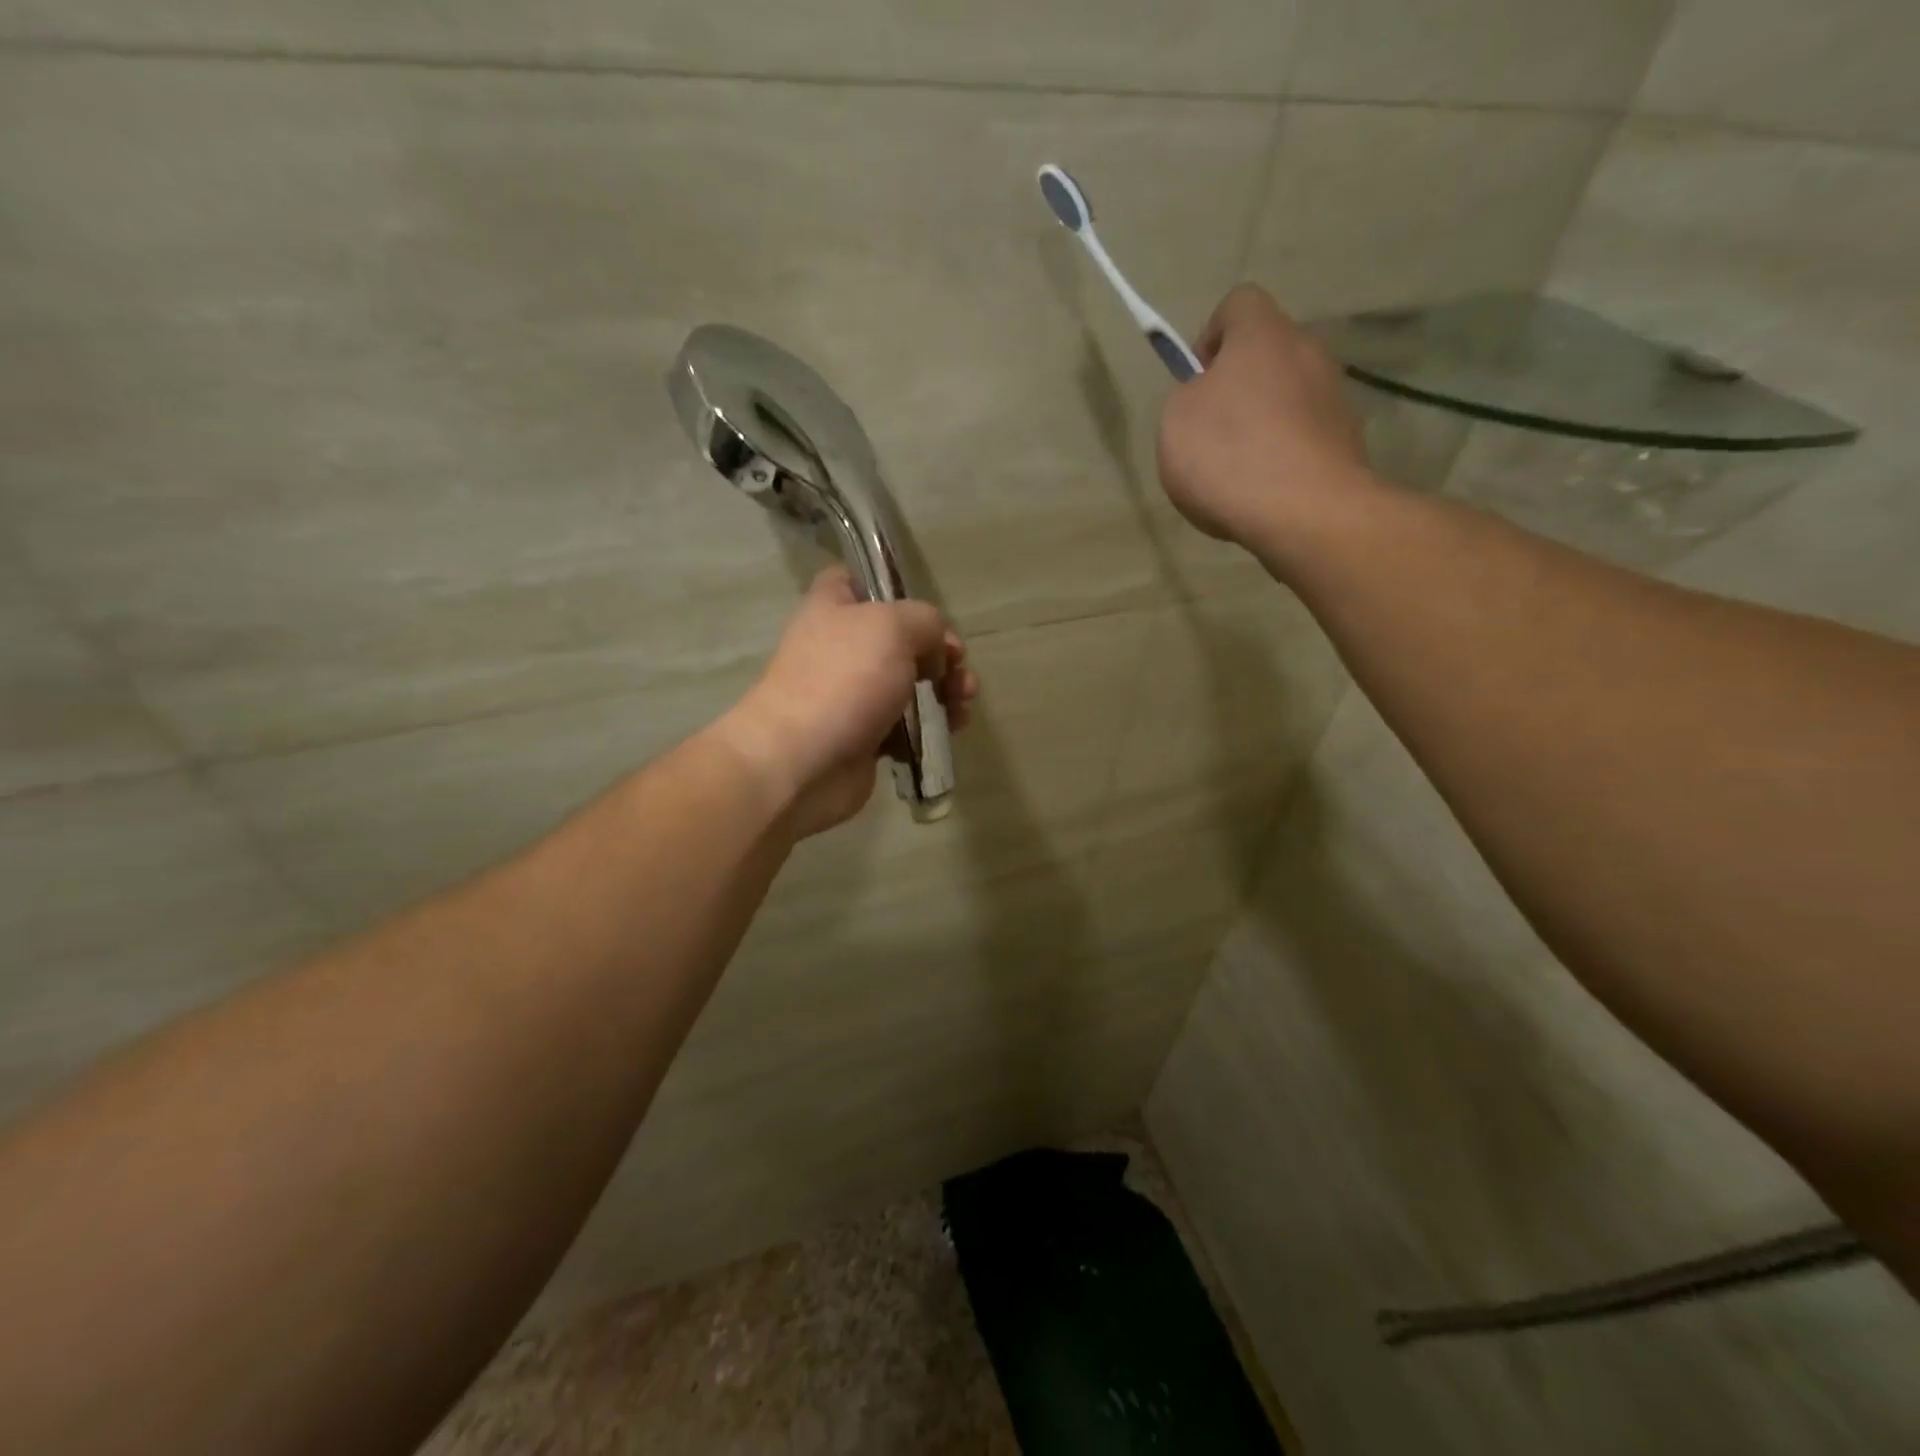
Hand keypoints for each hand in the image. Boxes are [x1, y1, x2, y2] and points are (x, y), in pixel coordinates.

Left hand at [715, 568, 976, 837]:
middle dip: (940, 654)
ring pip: (910, 684)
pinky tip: (951, 730)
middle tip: (958, 670)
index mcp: (833, 608)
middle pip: (900, 639)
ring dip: (945, 691)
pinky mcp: (865, 736)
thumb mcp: (894, 627)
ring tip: (963, 703)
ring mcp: (852, 694)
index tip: (926, 612)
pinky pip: (907, 725)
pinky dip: (931, 726)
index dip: (893, 589)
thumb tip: (935, 650)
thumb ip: (926, 621)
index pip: (858, 580)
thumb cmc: (844, 680)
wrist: (803, 761)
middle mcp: (840, 647)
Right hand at [1157, 284, 1378, 565]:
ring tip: (1237, 474)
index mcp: (1262, 334)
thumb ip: (1188, 397)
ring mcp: (1335, 397)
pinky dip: (1283, 458)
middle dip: (1239, 386)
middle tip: (1211, 432)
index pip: (1238, 303)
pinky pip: (1304, 438)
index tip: (1195, 380)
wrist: (1304, 512)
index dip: (1210, 336)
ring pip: (1288, 398)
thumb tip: (1207, 398)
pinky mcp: (1348, 442)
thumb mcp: (1175, 422)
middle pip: (1268, 354)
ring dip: (1263, 424)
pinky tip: (1264, 494)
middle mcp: (1308, 352)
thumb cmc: (1229, 456)